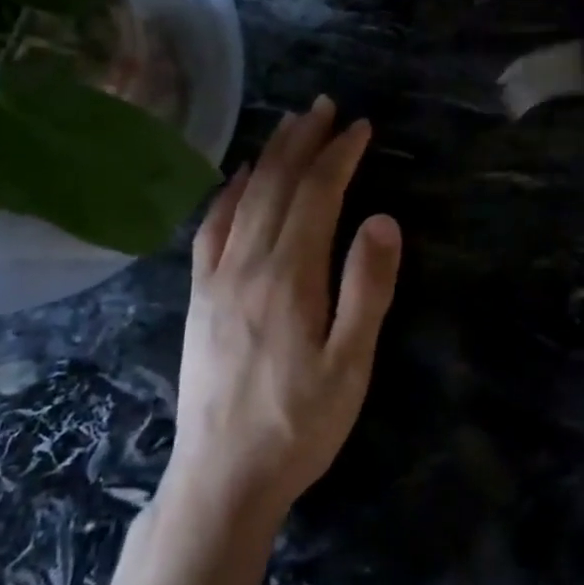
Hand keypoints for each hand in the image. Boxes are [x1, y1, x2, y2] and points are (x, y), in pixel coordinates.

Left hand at [169, 97, 402, 522]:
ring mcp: (217, 278)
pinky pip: (211, 228)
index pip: (317, 195)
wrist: (223, 478)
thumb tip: (383, 219)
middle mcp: (248, 263)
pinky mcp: (200, 296)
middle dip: (304, 140)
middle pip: (278, 185)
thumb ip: (367, 287)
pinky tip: (239, 178)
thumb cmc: (299, 423)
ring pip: (245, 198)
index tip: (361, 127)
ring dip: (270, 156)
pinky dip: (229, 193)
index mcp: (289, 276)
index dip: (339, 155)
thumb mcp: (350, 363)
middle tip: (326, 106)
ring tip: (291, 125)